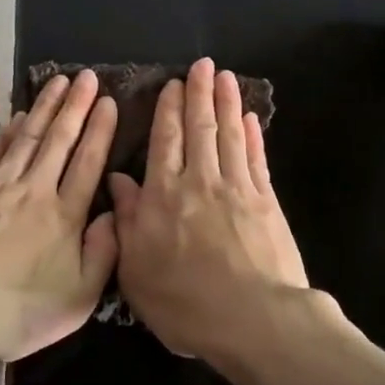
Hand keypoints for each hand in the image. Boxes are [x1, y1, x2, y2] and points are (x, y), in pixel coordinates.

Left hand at [0, 70, 118, 361]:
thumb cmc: (17, 310)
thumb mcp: (78, 299)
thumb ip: (103, 254)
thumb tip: (114, 216)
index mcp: (65, 215)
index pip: (88, 162)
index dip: (100, 130)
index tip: (108, 101)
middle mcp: (35, 189)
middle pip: (60, 140)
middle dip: (76, 105)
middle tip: (87, 76)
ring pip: (28, 137)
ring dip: (45, 107)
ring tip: (58, 82)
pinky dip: (8, 131)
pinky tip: (17, 117)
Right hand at [110, 58, 308, 360]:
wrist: (253, 319)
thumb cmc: (185, 302)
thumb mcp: (135, 270)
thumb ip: (127, 220)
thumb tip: (117, 179)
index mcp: (163, 195)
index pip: (165, 140)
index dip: (168, 109)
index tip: (172, 84)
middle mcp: (199, 181)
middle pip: (199, 128)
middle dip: (199, 94)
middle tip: (202, 65)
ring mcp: (237, 188)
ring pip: (229, 134)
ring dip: (226, 103)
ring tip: (225, 77)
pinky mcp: (266, 202)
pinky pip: (256, 159)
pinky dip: (252, 136)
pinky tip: (251, 119)